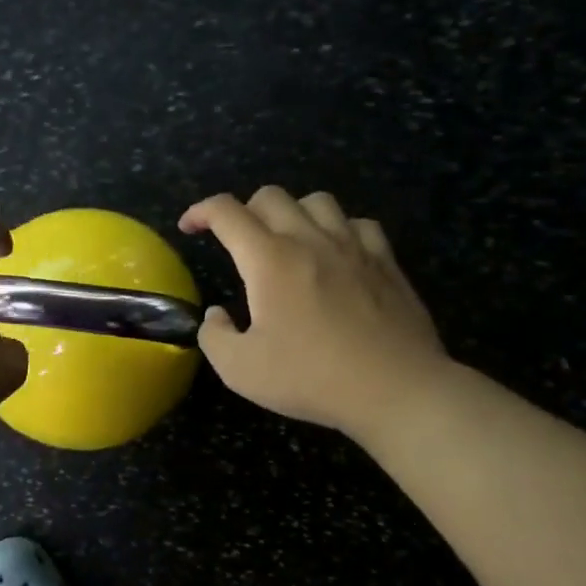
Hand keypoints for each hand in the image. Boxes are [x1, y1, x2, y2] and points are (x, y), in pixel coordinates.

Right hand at [179, 187, 449, 438]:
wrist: (396, 389)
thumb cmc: (312, 378)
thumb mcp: (240, 371)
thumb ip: (215, 337)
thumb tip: (216, 316)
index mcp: (269, 260)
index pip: (227, 212)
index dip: (200, 212)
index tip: (189, 227)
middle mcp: (310, 240)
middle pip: (270, 196)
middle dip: (243, 211)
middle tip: (237, 242)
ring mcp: (353, 246)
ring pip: (317, 201)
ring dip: (292, 213)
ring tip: (287, 242)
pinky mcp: (386, 261)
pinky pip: (358, 223)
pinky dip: (338, 229)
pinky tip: (336, 254)